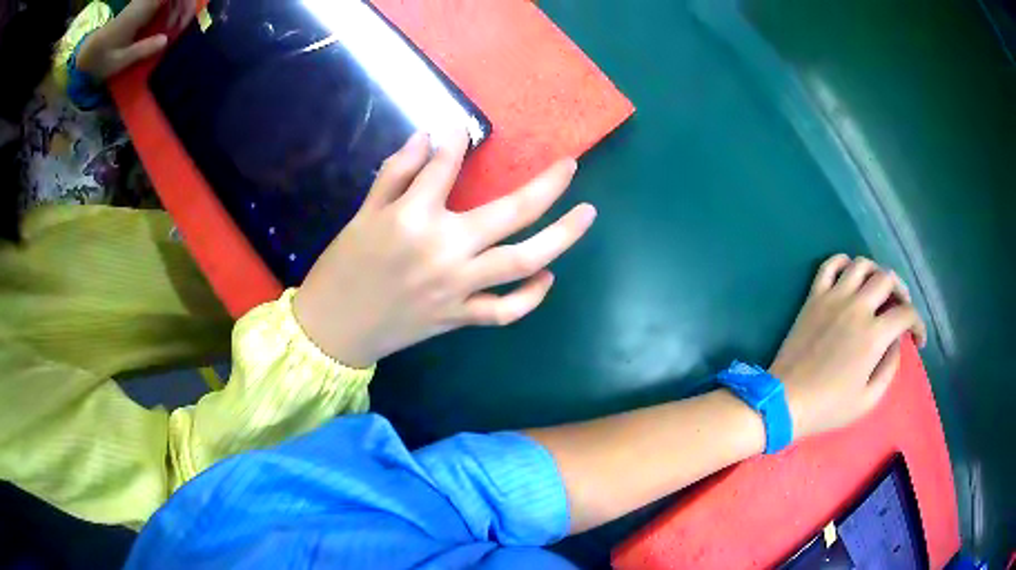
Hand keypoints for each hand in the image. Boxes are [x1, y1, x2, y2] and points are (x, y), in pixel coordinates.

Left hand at [77, 0, 194, 80]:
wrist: (89, 52)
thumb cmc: (102, 58)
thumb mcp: (120, 60)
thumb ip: (142, 50)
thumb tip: (166, 40)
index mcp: (142, 9)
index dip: (184, 4)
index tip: (181, 23)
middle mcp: (146, 0)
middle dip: (184, 5)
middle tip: (180, 27)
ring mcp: (144, 2)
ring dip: (179, 7)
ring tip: (172, 28)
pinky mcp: (143, 6)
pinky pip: (164, 0)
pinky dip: (171, 8)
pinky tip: (166, 24)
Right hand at [294, 131, 596, 367]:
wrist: (334, 327)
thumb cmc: (343, 266)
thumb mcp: (363, 213)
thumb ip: (397, 172)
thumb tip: (429, 137)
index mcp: (413, 217)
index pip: (447, 165)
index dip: (457, 141)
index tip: (463, 131)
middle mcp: (445, 249)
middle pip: (511, 212)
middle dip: (548, 186)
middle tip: (571, 167)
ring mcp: (457, 286)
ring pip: (521, 261)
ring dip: (560, 237)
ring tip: (586, 215)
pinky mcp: (459, 316)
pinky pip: (504, 310)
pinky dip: (529, 297)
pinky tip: (546, 277)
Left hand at [769, 255, 927, 439]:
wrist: (784, 401)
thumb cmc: (828, 407)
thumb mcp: (868, 399)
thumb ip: (889, 367)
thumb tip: (896, 341)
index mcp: (874, 335)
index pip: (906, 313)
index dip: (918, 324)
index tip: (918, 339)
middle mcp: (857, 307)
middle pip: (888, 279)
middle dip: (901, 292)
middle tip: (901, 309)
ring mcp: (833, 298)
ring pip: (861, 264)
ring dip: (876, 272)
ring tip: (879, 290)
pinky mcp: (813, 296)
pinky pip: (829, 265)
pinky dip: (843, 262)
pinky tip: (850, 275)